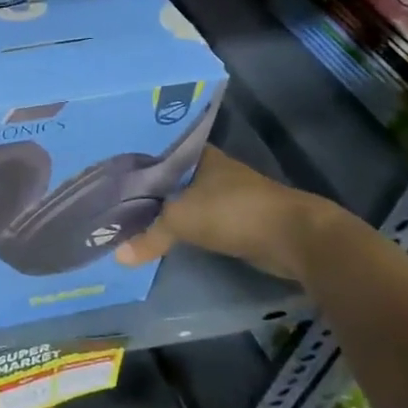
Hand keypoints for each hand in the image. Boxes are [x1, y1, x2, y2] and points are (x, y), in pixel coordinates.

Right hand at [112, 146, 340, 282]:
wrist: (295, 237)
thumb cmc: (233, 212)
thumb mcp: (181, 221)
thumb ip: (149, 236)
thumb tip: (118, 257)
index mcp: (198, 155)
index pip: (159, 150)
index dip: (137, 159)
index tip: (112, 168)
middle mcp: (213, 169)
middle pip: (172, 176)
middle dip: (149, 186)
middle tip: (114, 195)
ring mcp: (229, 194)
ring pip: (187, 198)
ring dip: (168, 207)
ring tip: (133, 214)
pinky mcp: (239, 219)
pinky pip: (201, 219)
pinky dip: (186, 225)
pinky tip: (165, 232)